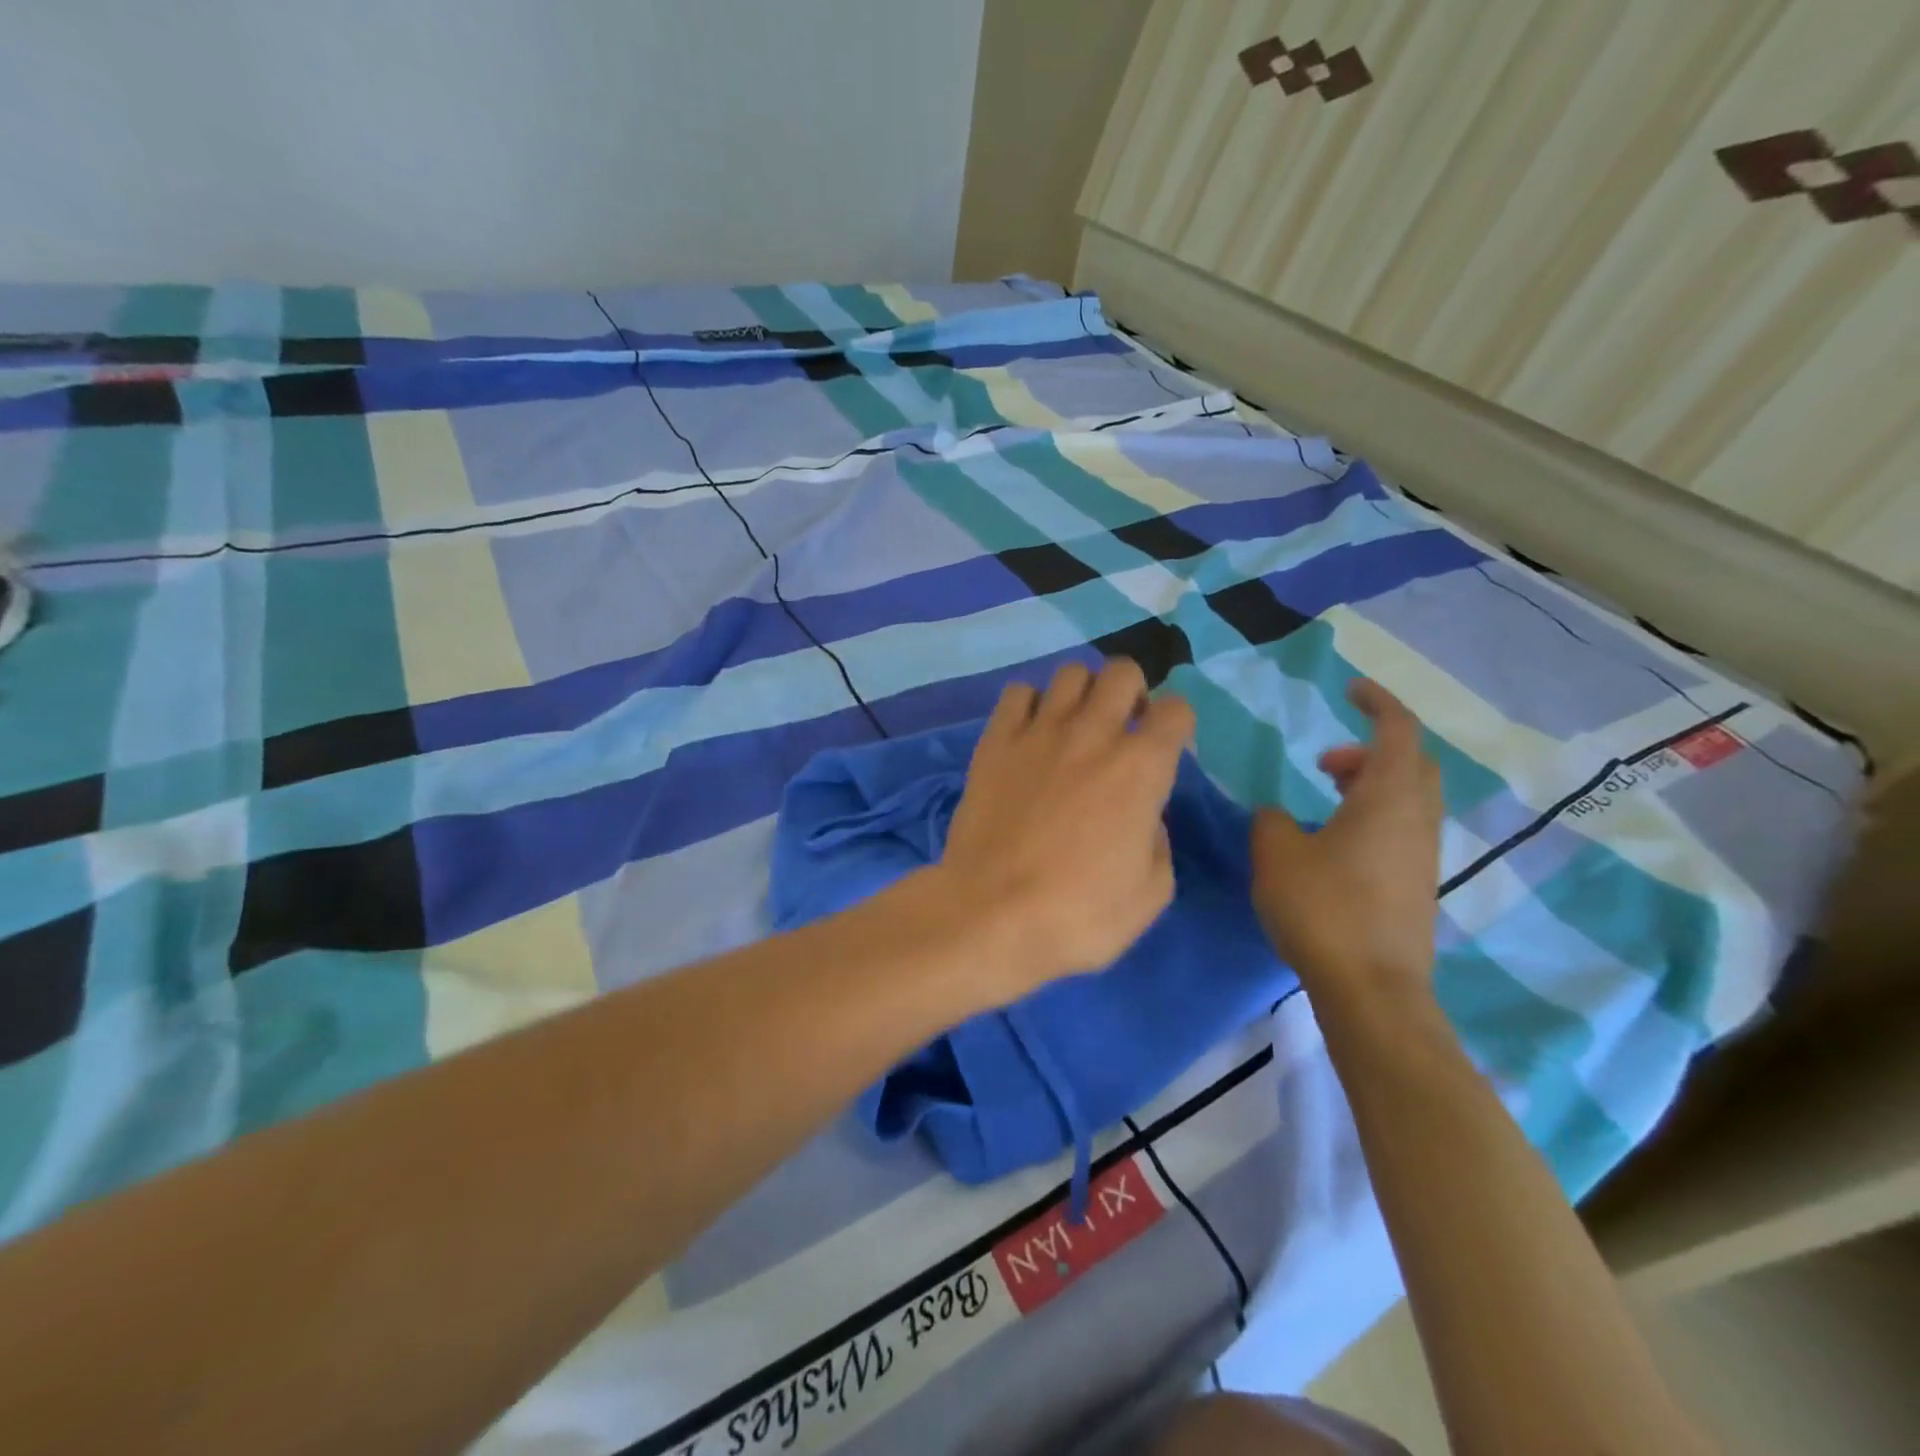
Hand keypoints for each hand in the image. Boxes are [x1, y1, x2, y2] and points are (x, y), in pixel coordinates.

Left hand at [938, 657, 1195, 994]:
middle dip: (1132, 692)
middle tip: (1121, 728)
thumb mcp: (1150, 894)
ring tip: (1074, 726)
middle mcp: (1093, 734)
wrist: (991, 915)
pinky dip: (1029, 704)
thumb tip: (1144, 817)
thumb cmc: (1078, 914)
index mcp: (1141, 767)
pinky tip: (1029, 733)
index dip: (1177, 726)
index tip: (1165, 751)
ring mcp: (1039, 732)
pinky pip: (1017, 693)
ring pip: (1071, 673)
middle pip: (1122, 671)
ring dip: (1083, 692)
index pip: (1177, 709)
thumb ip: (1158, 842)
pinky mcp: (995, 741)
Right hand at [1251, 679, 1442, 1005]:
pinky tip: (1335, 843)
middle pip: (1411, 763)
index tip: (1349, 689)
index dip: (1377, 702)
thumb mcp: (1277, 853)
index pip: (1398, 730)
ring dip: (1371, 785)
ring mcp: (1422, 855)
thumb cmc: (1324, 908)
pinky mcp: (1416, 886)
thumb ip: (1272, 820)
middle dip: (1371, 750)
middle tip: (1327, 762)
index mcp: (1389, 798)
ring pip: (1408, 798)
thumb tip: (1278, 816)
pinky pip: (1402, 829)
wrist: (1372, 989)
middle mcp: (1417, 819)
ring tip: (1326, 800)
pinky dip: (1374, 815)